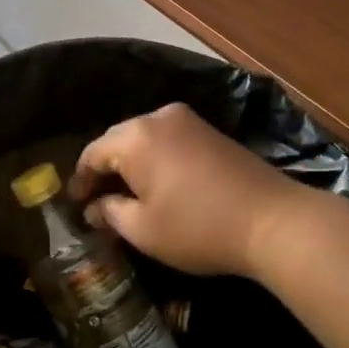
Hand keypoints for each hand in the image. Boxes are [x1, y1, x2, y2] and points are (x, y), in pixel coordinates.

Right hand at [68, 102, 306, 279]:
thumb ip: (111, 213)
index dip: (80, 179)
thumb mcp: (144, 229)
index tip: (75, 204)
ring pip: (146, 139)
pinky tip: (159, 185)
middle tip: (96, 201)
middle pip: (118, 140)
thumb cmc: (198, 227)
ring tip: (126, 195)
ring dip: (133, 164)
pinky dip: (157, 160)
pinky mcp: (211, 132)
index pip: (93, 152)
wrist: (274, 221)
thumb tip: (94, 207)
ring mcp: (189, 121)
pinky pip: (169, 141)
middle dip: (106, 169)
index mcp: (135, 137)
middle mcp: (159, 118)